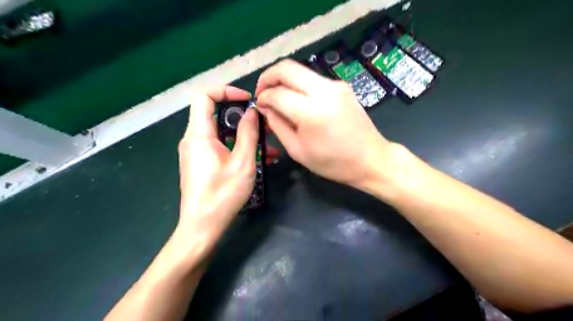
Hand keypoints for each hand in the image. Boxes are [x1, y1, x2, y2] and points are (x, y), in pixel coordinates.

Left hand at [178, 85, 275, 255]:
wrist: (202, 227)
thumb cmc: (222, 194)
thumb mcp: (242, 162)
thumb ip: (248, 133)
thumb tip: (252, 112)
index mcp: (199, 134)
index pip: (204, 96)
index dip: (226, 91)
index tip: (248, 100)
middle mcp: (194, 140)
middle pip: (216, 115)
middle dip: (242, 117)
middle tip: (265, 125)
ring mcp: (198, 153)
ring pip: (222, 133)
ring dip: (245, 136)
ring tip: (269, 146)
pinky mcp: (203, 164)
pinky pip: (222, 147)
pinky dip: (239, 148)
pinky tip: (261, 159)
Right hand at [258, 59, 396, 188]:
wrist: (371, 159)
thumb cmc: (333, 163)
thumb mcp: (298, 150)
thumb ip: (277, 125)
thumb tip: (265, 107)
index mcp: (311, 112)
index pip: (277, 93)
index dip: (263, 97)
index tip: (259, 106)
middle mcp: (324, 90)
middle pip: (287, 68)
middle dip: (268, 77)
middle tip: (262, 92)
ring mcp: (335, 85)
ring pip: (300, 70)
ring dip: (284, 79)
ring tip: (278, 97)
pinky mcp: (342, 86)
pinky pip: (313, 78)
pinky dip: (299, 84)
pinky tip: (297, 100)